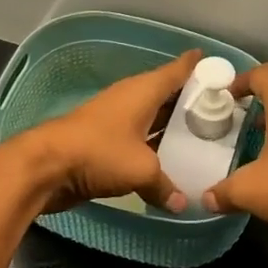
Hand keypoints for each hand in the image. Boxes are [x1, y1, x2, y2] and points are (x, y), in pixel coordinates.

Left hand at [17, 50, 200, 213]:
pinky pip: (139, 138)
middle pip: (167, 94)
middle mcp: (131, 99)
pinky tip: (169, 158)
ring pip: (153, 117)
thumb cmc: (99, 152)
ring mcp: (116, 119)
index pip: (176, 71)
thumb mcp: (141, 170)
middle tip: (221, 108)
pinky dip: (154, 144)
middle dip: (190, 100)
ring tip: (201, 133)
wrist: (46, 166)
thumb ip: (165, 185)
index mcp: (143, 91)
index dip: (196, 66)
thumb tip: (183, 203)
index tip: (217, 63)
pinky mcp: (104, 141)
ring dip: (172, 124)